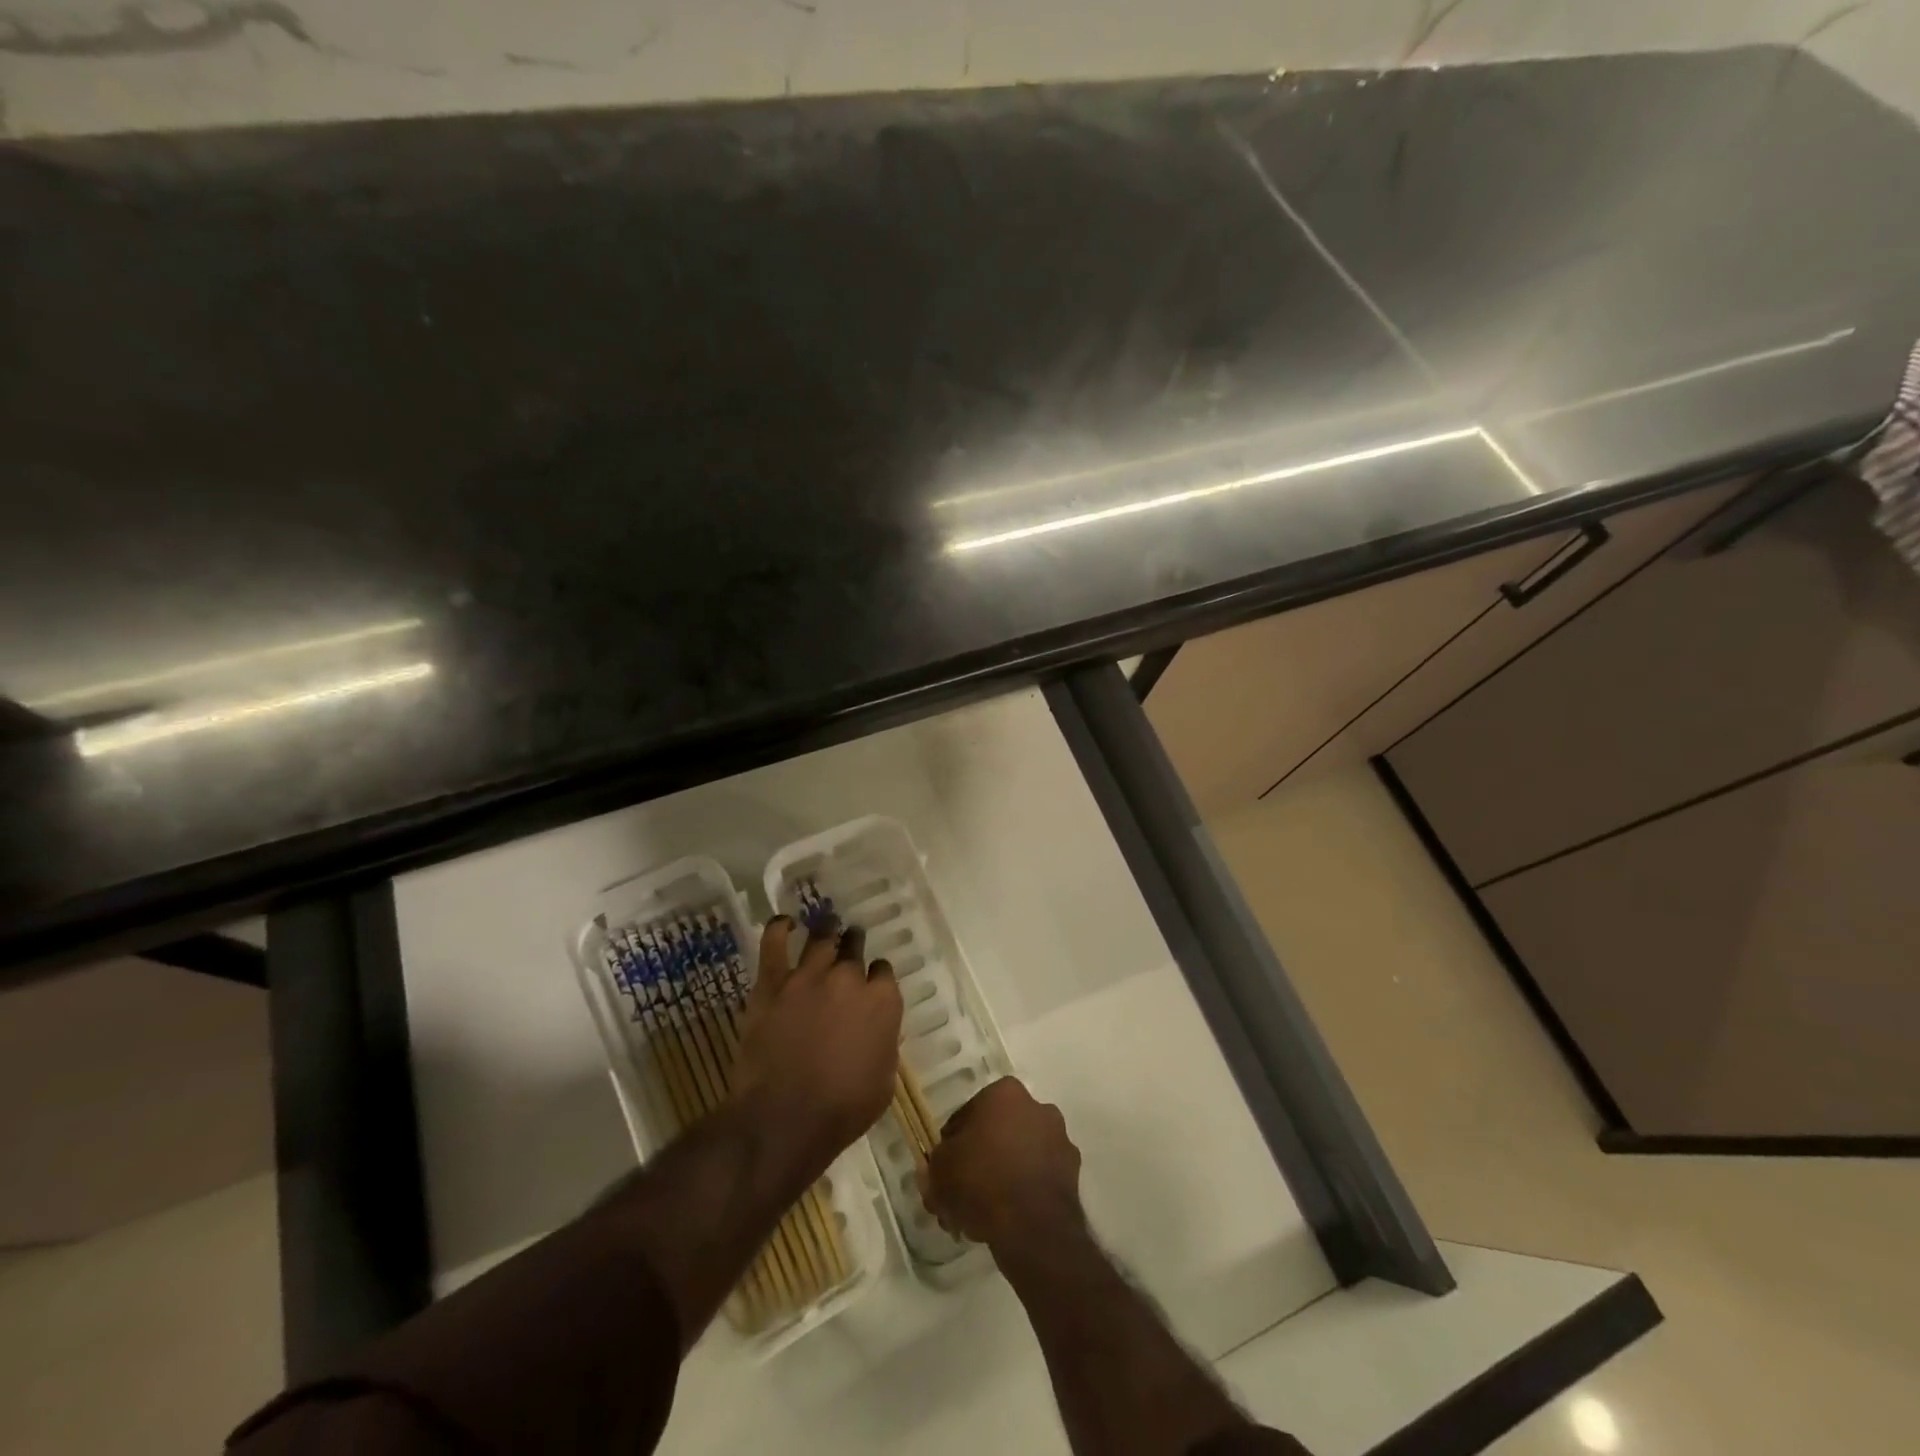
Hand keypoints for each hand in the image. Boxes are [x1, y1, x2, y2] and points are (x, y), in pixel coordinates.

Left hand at [732, 913, 902, 1169]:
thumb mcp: (884, 1082)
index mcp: (882, 1002)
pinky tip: (785, 923)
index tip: (871, 983)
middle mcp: (849, 978)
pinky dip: (779, 928)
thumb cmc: (843, 1109)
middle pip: (854, 948)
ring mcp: (808, 976)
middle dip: (854, 944)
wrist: (785, 1118)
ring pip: (821, 939)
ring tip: (827, 925)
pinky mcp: (772, 983)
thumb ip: (884, 1045)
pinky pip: (774, 943)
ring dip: (827, 931)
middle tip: (850, 944)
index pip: (883, 972)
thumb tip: (879, 1032)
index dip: (877, 976)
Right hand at [919, 1077, 1083, 1256]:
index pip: (970, 1113)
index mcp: (1006, 1093)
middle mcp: (1038, 1107)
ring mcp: (1060, 1140)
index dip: (953, 1142)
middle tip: (963, 1191)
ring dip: (1004, 1175)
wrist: (1031, 1226)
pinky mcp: (1073, 1174)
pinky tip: (1007, 1219)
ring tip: (983, 1212)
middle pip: (999, 1132)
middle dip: (982, 1158)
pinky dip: (1025, 1191)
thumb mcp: (940, 1170)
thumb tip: (935, 1169)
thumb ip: (935, 1164)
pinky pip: (1039, 1177)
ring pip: (1021, 1155)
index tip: (946, 1167)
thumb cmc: (980, 1180)